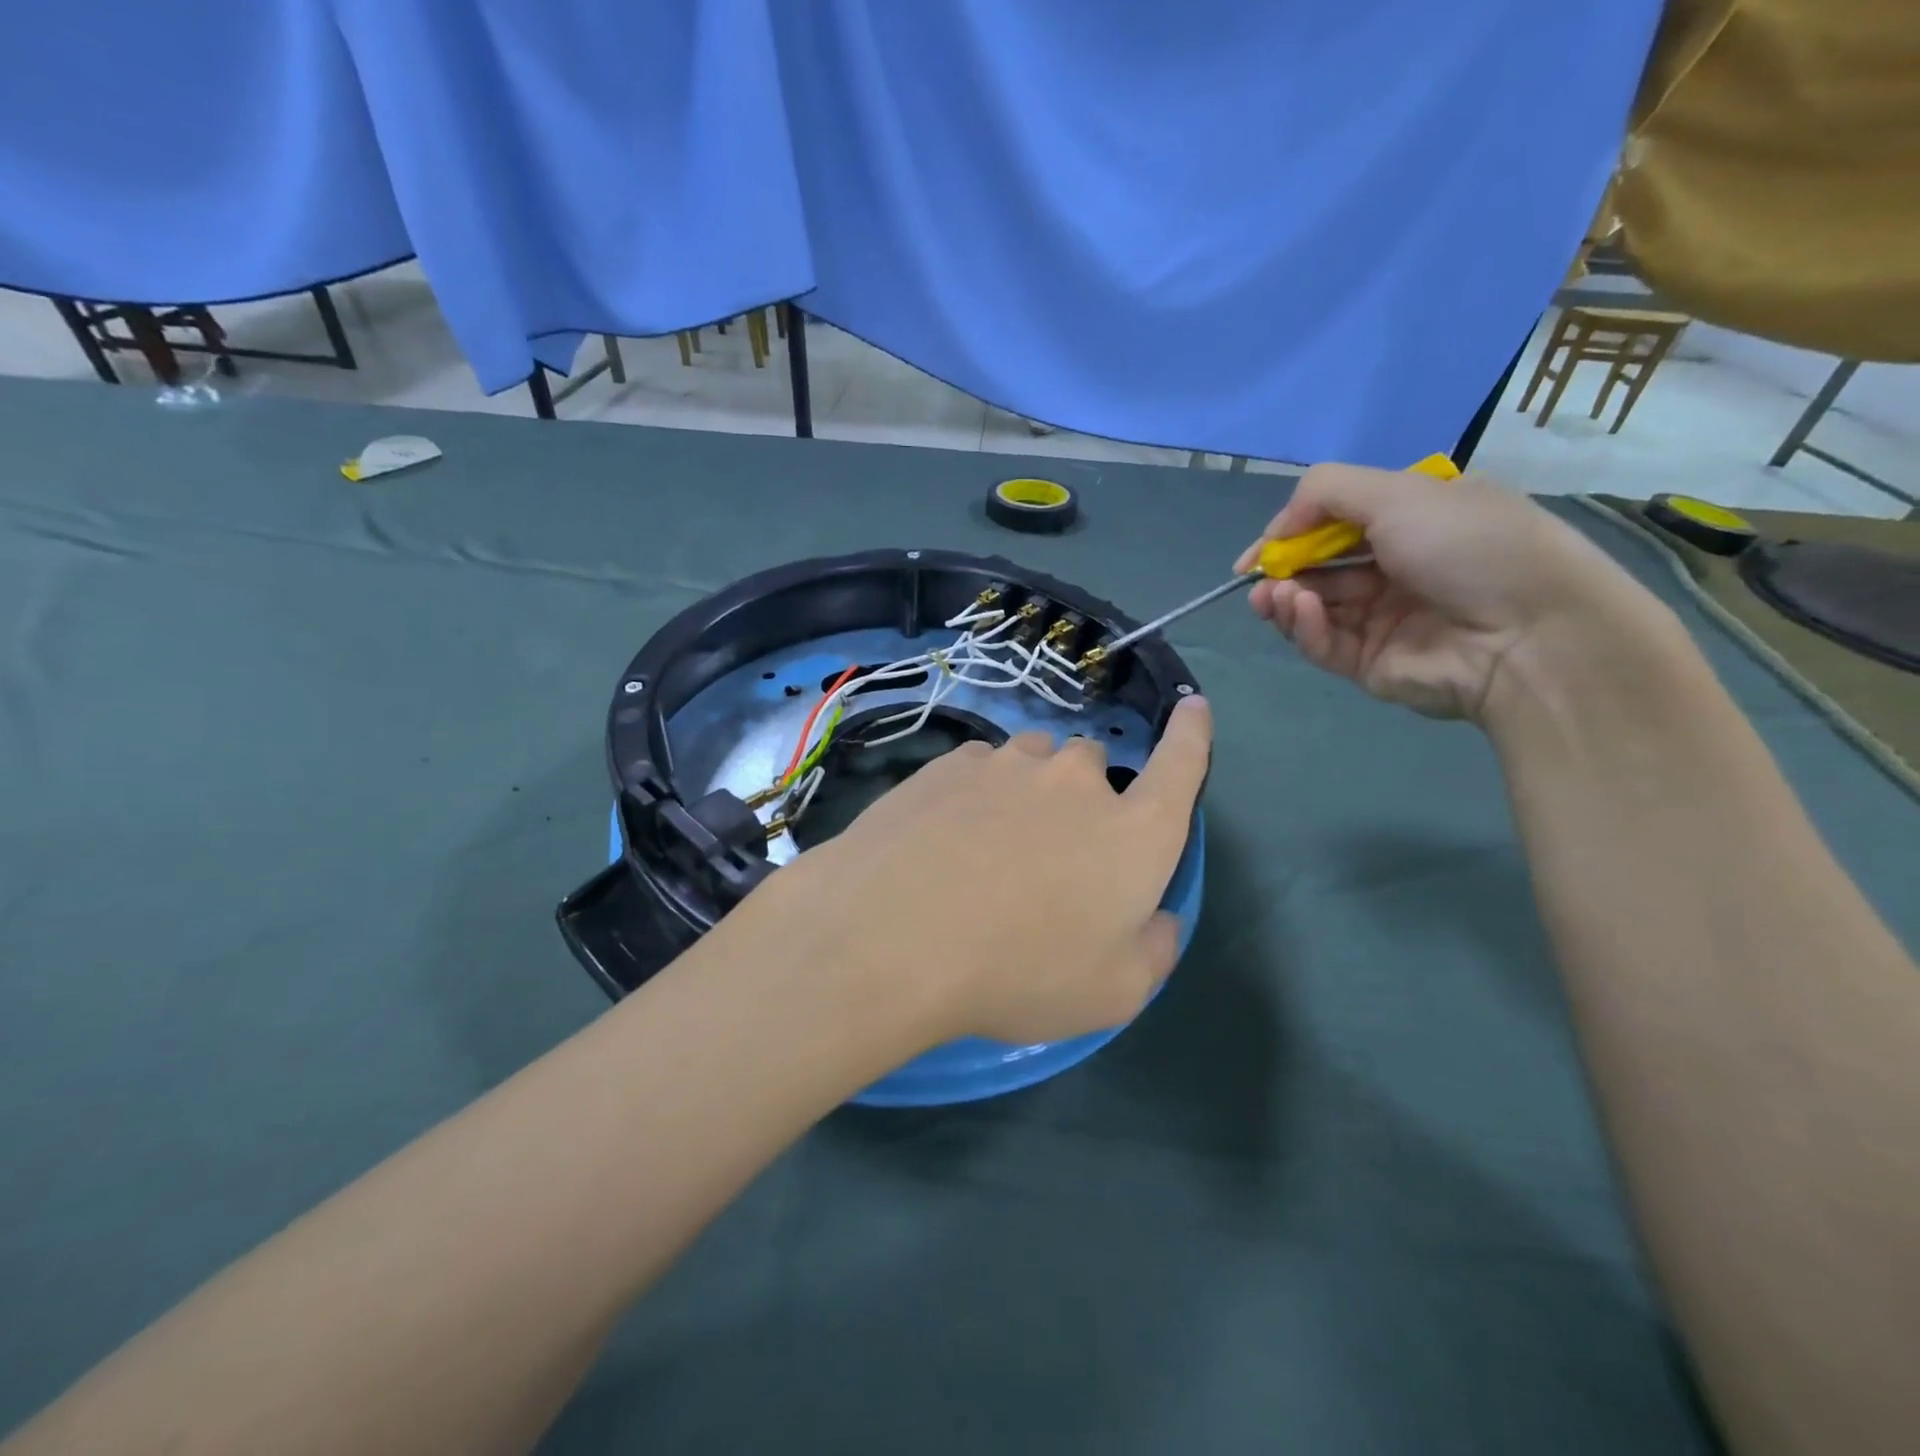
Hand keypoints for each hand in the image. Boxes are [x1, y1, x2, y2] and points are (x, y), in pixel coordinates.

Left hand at [743, 697, 1211, 1049]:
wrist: (892, 935)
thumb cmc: (1019, 972)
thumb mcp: (1112, 993)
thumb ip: (1153, 948)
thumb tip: (1157, 917)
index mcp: (1134, 831)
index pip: (1181, 766)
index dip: (1192, 735)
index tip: (1193, 706)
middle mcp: (1077, 781)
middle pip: (1094, 768)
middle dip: (1084, 799)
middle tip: (1051, 855)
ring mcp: (1008, 763)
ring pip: (1034, 763)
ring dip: (1029, 792)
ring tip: (992, 846)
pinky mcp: (949, 763)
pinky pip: (981, 768)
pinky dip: (979, 794)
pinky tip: (946, 837)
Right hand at [1238, 463, 1662, 722]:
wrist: (1525, 633)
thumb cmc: (1468, 545)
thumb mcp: (1400, 492)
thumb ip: (1324, 493)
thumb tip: (1276, 529)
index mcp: (1411, 522)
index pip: (1335, 525)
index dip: (1291, 533)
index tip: (1258, 550)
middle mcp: (1394, 569)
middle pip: (1317, 568)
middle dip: (1281, 570)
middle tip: (1256, 576)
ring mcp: (1381, 619)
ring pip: (1312, 608)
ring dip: (1284, 598)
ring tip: (1272, 595)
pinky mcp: (1369, 662)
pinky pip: (1323, 642)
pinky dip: (1303, 625)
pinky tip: (1297, 608)